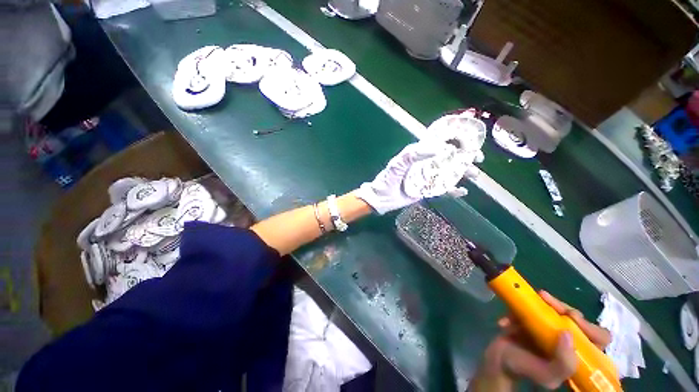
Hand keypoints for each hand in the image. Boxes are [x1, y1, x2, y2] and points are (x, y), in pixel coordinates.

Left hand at [355, 140, 480, 214]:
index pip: (440, 144)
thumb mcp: (398, 163)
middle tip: (478, 159)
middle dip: (465, 157)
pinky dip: (454, 191)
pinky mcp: (427, 191)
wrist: (382, 199)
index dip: (455, 140)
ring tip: (474, 175)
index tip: (471, 140)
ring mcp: (428, 178)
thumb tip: (439, 149)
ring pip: (449, 174)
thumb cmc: (388, 179)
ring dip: (463, 173)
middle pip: (449, 159)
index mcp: (419, 155)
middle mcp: (426, 165)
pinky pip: (443, 190)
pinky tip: (463, 191)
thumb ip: (414, 154)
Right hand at [470, 291, 610, 390]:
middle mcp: (570, 341)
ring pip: (556, 309)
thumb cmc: (524, 370)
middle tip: (544, 298)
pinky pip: (533, 307)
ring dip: (542, 303)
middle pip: (576, 319)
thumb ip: (563, 364)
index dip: (591, 327)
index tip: (571, 317)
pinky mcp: (535, 320)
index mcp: (580, 356)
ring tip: (527, 300)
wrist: (498, 361)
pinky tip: (506, 321)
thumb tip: (567, 333)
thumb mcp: (546, 376)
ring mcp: (551, 329)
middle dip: (561, 307)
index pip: (600, 338)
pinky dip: (518, 310)